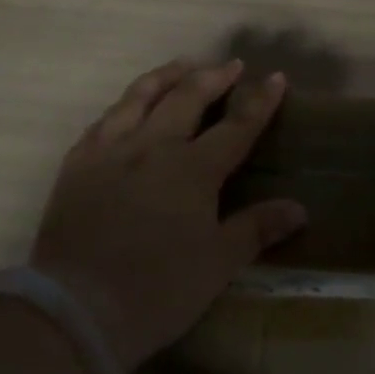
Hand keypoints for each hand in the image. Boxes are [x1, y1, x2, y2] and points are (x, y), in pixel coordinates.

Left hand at [31, 59, 305, 371]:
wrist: (76, 308)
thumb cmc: (157, 290)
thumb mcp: (217, 264)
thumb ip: (256, 229)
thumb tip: (298, 209)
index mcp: (193, 170)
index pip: (236, 126)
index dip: (259, 101)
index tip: (275, 77)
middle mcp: (153, 147)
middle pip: (187, 97)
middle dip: (213, 77)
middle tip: (230, 65)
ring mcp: (111, 150)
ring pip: (141, 96)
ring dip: (166, 76)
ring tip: (181, 66)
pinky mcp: (78, 163)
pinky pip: (104, 119)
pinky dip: (125, 104)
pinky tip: (128, 106)